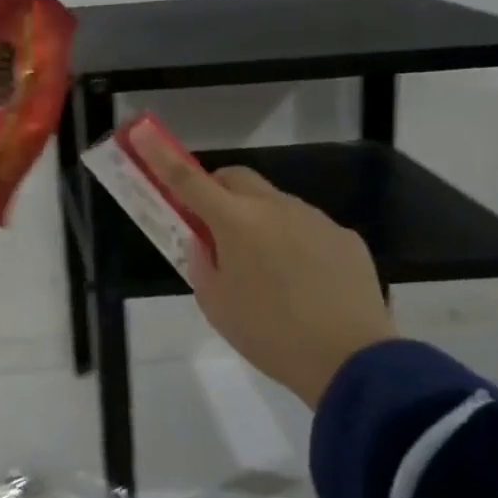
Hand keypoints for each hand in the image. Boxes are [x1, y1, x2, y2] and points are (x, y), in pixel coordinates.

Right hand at [129, 126, 397, 406]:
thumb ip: (201, 264)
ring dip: (259, 219)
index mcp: (236, 223)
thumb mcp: (217, 306)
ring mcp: (314, 219)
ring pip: (274, 203)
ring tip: (269, 270)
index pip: (188, 180)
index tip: (144, 134)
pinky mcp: (345, 238)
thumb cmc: (271, 335)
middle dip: (217, 191)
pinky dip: (295, 241)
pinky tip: (306, 283)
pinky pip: (308, 227)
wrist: (354, 363)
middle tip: (214, 226)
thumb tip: (205, 242)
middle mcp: (275, 208)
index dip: (162, 157)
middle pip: (235, 178)